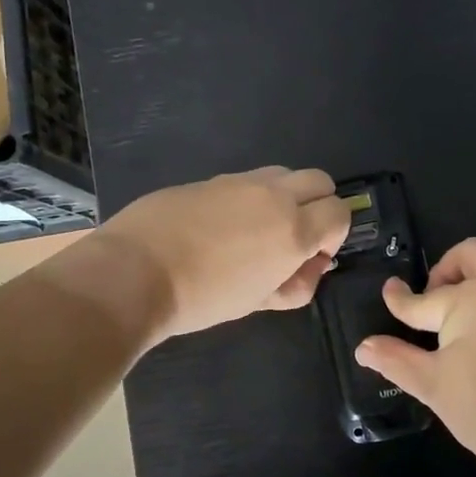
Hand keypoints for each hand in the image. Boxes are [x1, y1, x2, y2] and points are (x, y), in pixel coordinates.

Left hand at [98, 167, 350, 338]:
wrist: (134, 273)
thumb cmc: (203, 298)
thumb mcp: (258, 302)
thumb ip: (297, 284)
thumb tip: (311, 265)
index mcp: (294, 229)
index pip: (340, 212)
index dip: (334, 235)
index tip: (313, 256)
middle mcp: (274, 196)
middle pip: (320, 181)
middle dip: (318, 206)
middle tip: (294, 237)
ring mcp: (240, 181)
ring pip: (283, 174)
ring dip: (285, 197)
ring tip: (257, 230)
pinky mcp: (210, 178)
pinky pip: (246, 180)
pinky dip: (250, 197)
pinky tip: (221, 226)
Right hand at [354, 238, 475, 470]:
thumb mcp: (435, 386)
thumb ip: (397, 360)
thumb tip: (363, 347)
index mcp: (473, 298)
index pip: (425, 298)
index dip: (401, 300)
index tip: (390, 293)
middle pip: (471, 254)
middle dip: (445, 270)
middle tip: (432, 302)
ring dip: (472, 280)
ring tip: (455, 322)